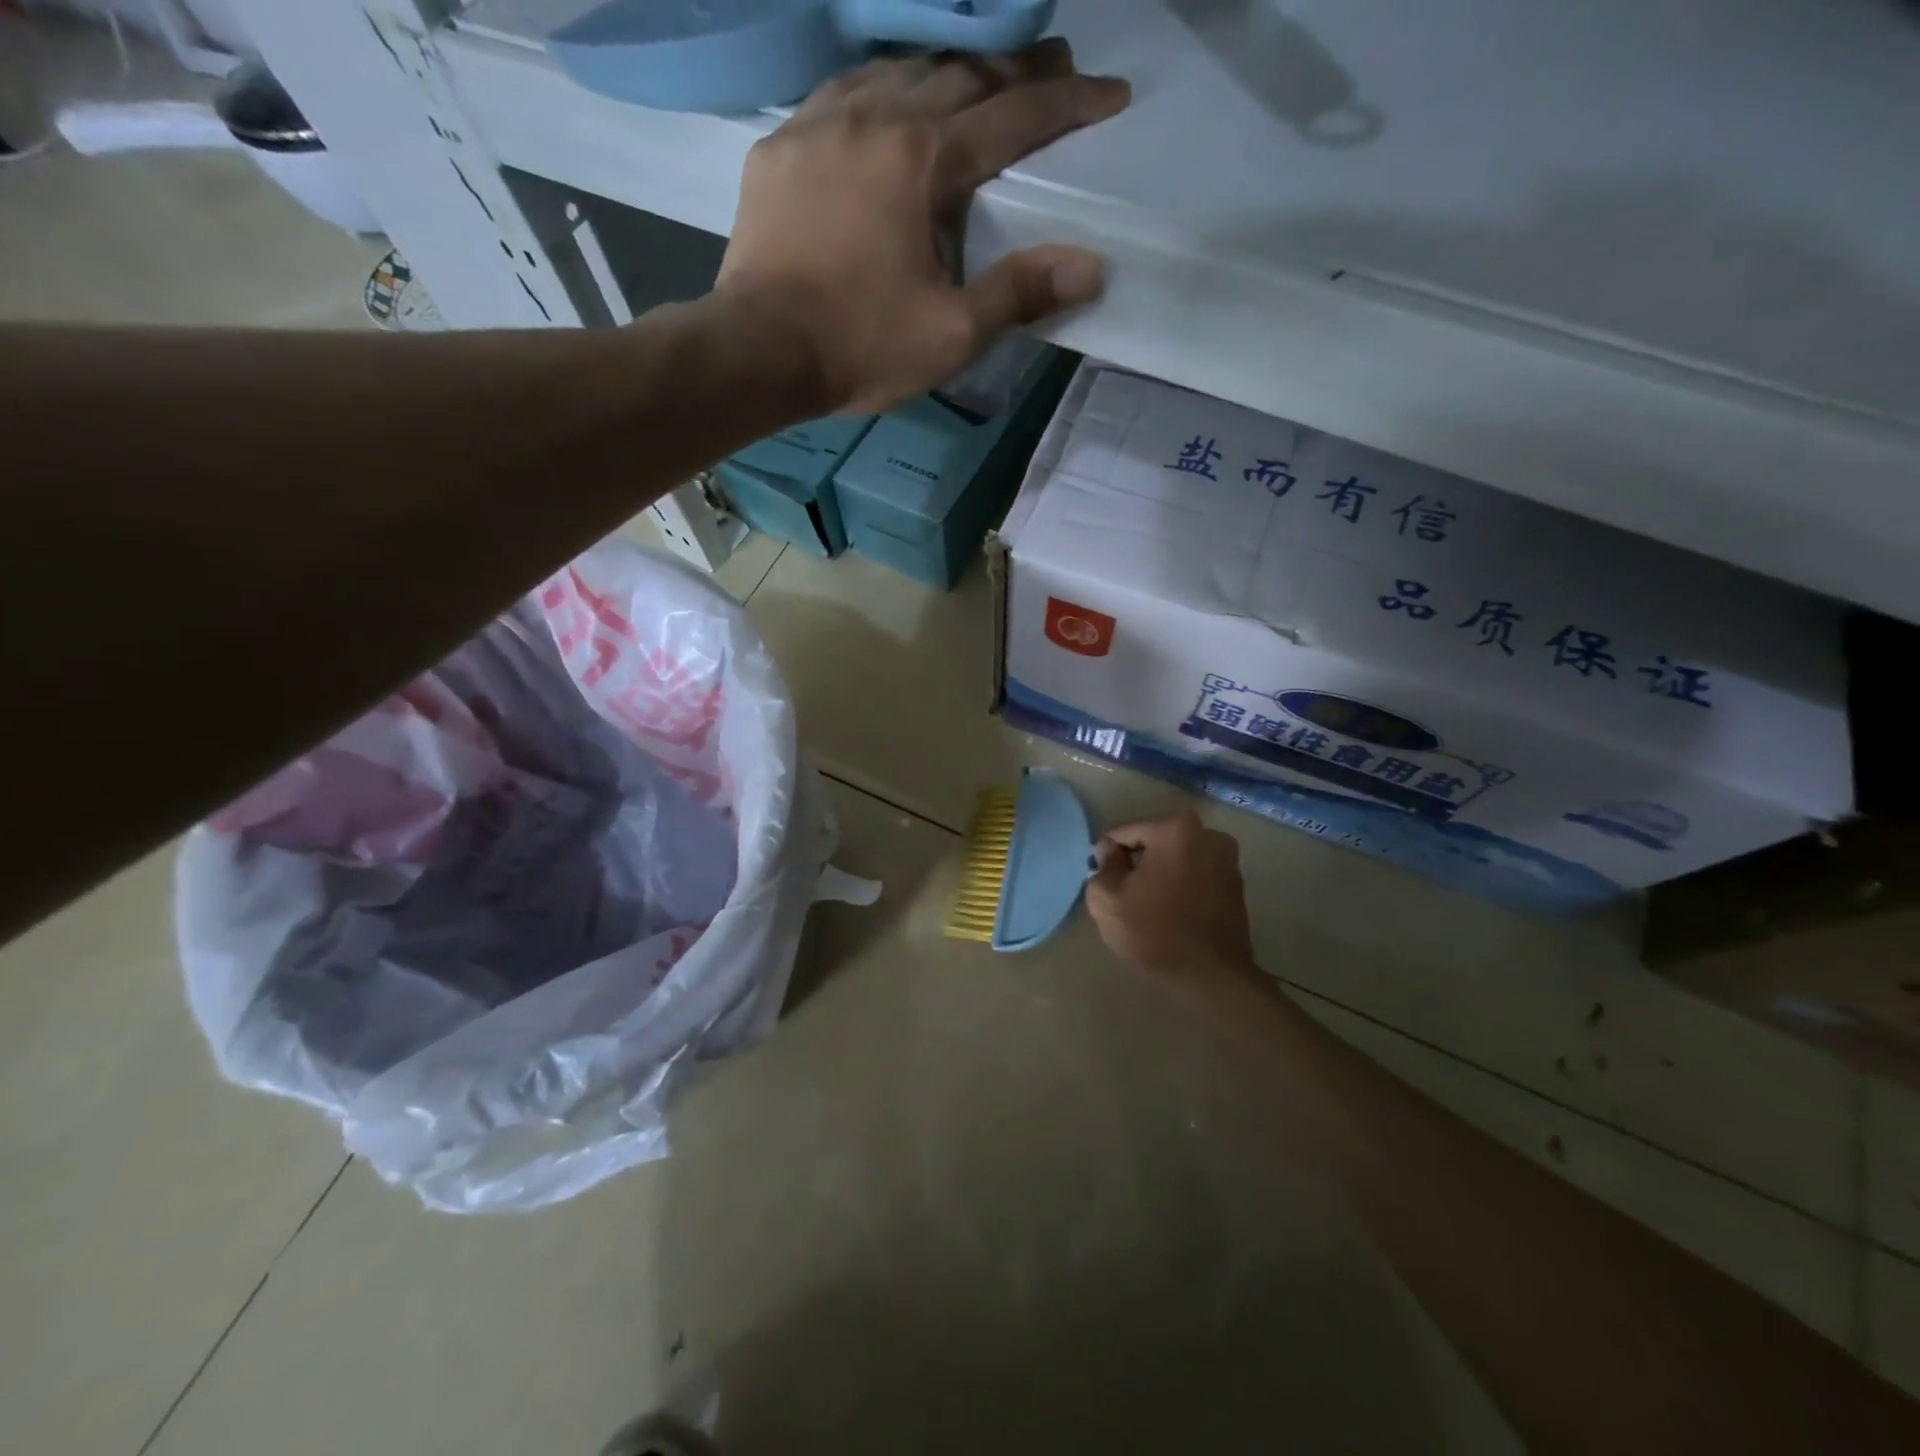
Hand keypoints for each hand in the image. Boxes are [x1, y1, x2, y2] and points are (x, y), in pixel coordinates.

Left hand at [715, 41, 1129, 414]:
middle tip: (1055, 66)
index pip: (1012, 118)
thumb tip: (1091, 265)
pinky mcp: (779, 147)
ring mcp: (819, 124)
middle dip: (1013, 72)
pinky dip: (880, 89)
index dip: (1067, 105)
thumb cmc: (859, 347)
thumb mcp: (951, 333)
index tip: (1110, 93)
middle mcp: (873, 117)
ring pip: (896, 70)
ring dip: (947, 70)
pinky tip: (887, 99)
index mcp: (922, 160)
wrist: (758, 352)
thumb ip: (1018, 293)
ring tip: (977, 77)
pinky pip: (840, 94)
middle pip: (958, 76)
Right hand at [1085, 811, 1259, 990]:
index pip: (1125, 833)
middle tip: (1125, 896)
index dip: (1108, 857)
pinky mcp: (1237, 883)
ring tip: (1149, 906)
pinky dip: (1182, 885)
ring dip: (1160, 874)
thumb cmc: (1155, 931)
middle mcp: (1208, 834)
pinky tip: (1172, 913)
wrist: (1211, 975)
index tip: (1105, 883)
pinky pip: (1196, 874)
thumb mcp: (1107, 899)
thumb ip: (1102, 866)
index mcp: (1175, 829)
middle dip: (1137, 863)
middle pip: (1154, 842)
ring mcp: (1228, 858)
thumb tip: (1109, 851)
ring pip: (1176, 858)